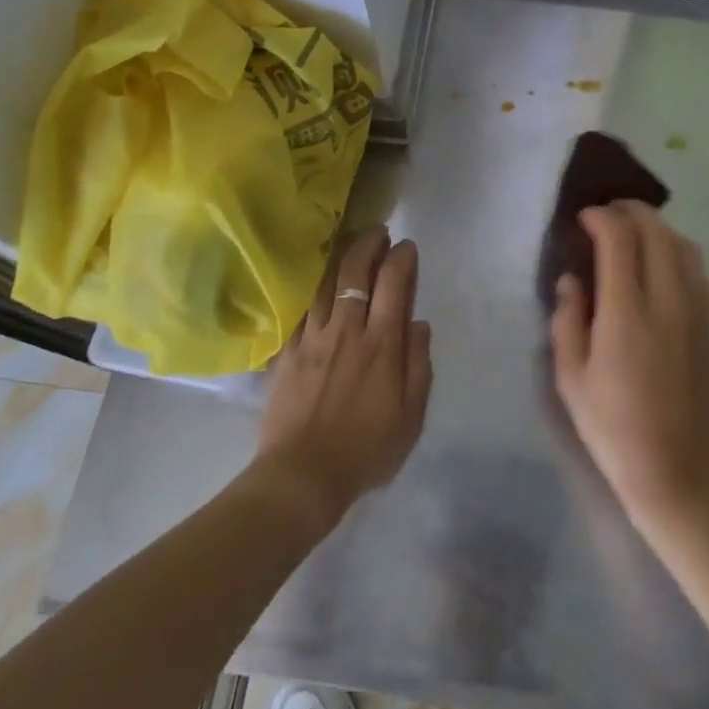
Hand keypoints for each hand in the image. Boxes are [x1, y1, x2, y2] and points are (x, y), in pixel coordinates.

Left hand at [256, 226, 432, 531]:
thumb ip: (418, 365)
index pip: (394, 283)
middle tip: (379, 233)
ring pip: (326, 282)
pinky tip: (318, 283)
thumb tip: (419, 323)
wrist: (301, 476)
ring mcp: (313, 337)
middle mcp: (347, 329)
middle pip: (356, 271)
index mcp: (381, 344)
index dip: (402, 258)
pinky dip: (314, 289)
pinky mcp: (289, 350)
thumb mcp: (411, 416)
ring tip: (351, 246)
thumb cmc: (365, 450)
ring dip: (341, 258)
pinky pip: (302, 307)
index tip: (407, 247)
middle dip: (369, 244)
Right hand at [551, 201, 708, 526]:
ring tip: (634, 237)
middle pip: (656, 230)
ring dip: (657, 229)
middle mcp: (668, 300)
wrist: (677, 472)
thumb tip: (572, 279)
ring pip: (684, 245)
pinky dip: (680, 256)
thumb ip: (567, 319)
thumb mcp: (570, 377)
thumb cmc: (613, 427)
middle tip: (606, 215)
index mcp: (628, 312)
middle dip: (629, 211)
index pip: (619, 238)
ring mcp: (698, 312)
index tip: (582, 219)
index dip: (599, 217)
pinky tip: (663, 273)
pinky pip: (701, 272)